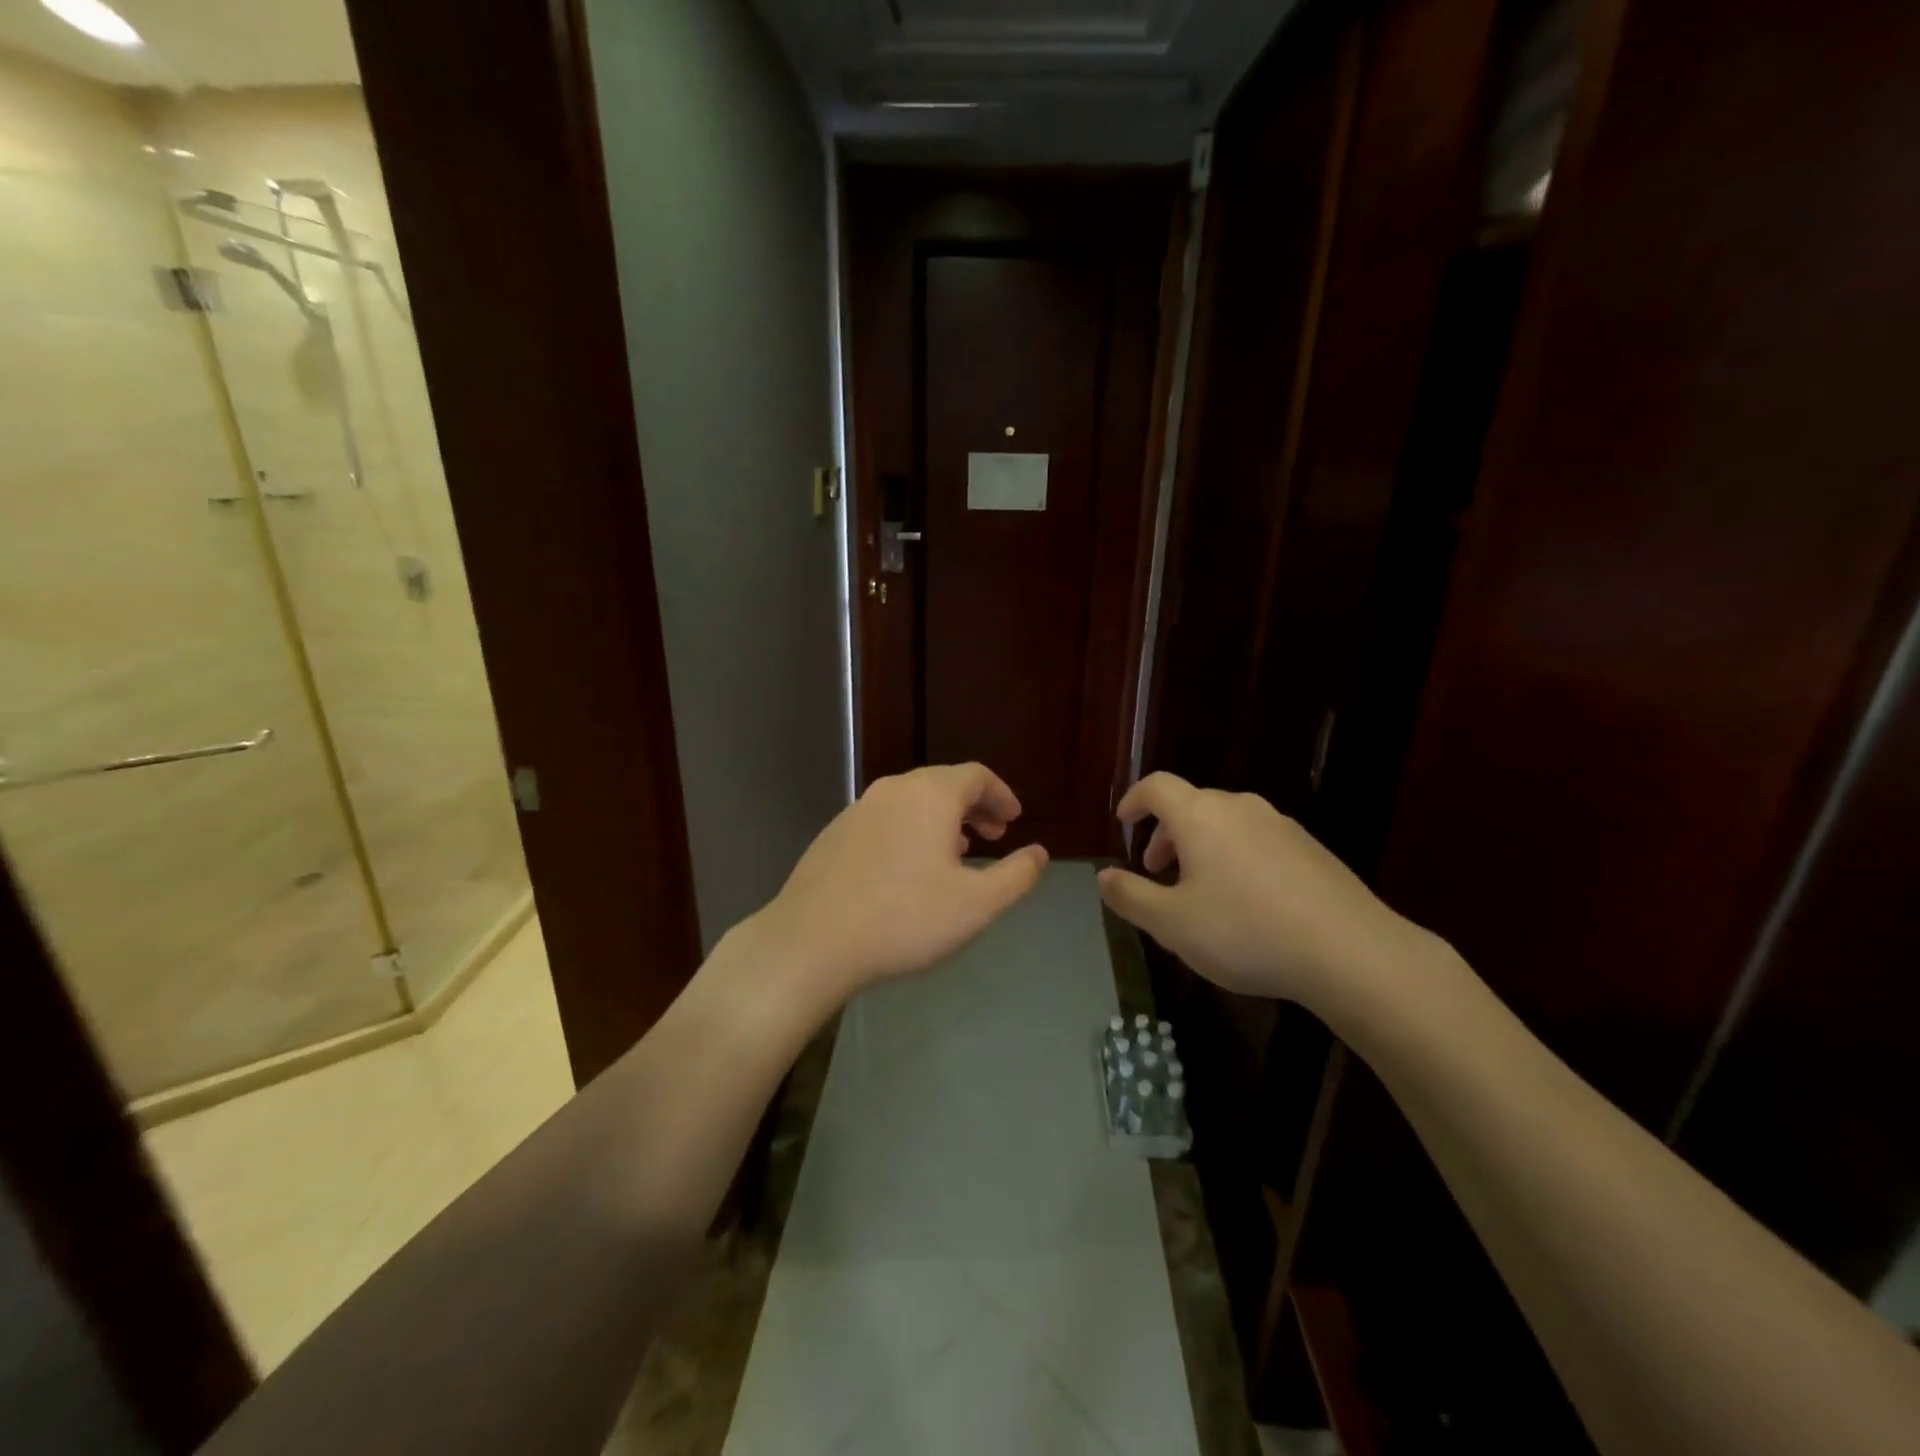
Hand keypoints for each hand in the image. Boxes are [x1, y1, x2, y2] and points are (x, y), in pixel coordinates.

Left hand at [748, 763, 1048, 1006]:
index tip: (1014, 819)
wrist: (812, 941)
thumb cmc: (905, 919)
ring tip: (956, 853)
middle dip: (973, 807)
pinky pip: (885, 820)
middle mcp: (893, 790)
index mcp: (930, 795)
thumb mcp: (976, 905)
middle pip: (942, 784)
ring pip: (911, 802)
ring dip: (941, 820)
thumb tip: (1039, 853)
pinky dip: (909, 831)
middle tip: (993, 835)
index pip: (976, 775)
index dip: (1001, 794)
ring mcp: (858, 809)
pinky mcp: (834, 834)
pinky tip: (908, 870)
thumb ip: (1016, 876)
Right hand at [1097, 772, 1432, 1008]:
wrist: (1350, 951)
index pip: (1157, 787)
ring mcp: (1280, 826)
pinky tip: (1247, 905)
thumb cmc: (1245, 932)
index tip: (1124, 822)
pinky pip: (1257, 842)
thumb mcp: (1171, 924)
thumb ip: (1130, 896)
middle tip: (1157, 872)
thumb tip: (1103, 876)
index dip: (1135, 800)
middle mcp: (1240, 808)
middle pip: (1192, 806)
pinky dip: (1236, 859)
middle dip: (1167, 834)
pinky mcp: (1311, 849)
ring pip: (1226, 825)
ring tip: (1201, 893)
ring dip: (1202, 848)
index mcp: (1201, 817)